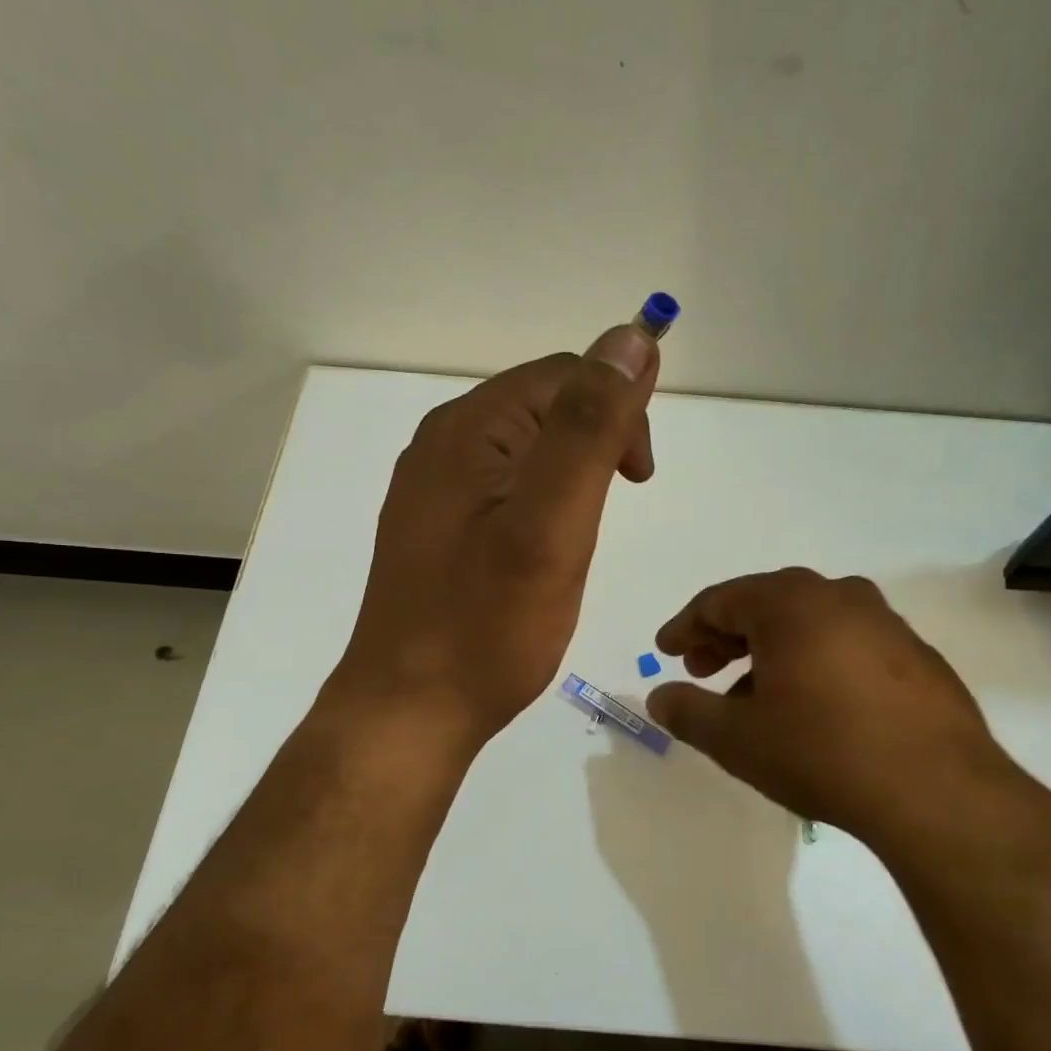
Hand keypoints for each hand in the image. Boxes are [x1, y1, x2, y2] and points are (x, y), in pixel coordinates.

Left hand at [331, 327, 659, 749]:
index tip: (640, 480)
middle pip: (543, 406)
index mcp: (468, 429)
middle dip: (596, 441)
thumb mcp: (552, 523)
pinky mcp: (437, 529)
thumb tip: (630, 338)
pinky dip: (542, 503)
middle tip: (615, 509)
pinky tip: (545, 550)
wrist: (410, 711)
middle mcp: (443, 445)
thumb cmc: (488, 625)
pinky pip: (504, 488)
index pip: (564, 375)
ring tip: (584, 536)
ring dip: (572, 475)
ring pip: (526, 449)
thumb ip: (590, 429)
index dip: (618, 410)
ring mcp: (434, 489)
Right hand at [646, 569, 1027, 846]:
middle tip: (702, 670)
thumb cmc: (821, 752)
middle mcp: (838, 595)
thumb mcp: (737, 739)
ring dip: (771, 650)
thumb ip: (688, 712)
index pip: (720, 601)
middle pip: (765, 604)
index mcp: (790, 603)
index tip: (666, 651)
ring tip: (754, 694)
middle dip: (726, 636)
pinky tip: (813, 704)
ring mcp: (884, 622)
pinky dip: (816, 660)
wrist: (937, 791)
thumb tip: (659, 697)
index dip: (686, 627)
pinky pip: (847, 643)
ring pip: (809, 622)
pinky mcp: (916, 654)